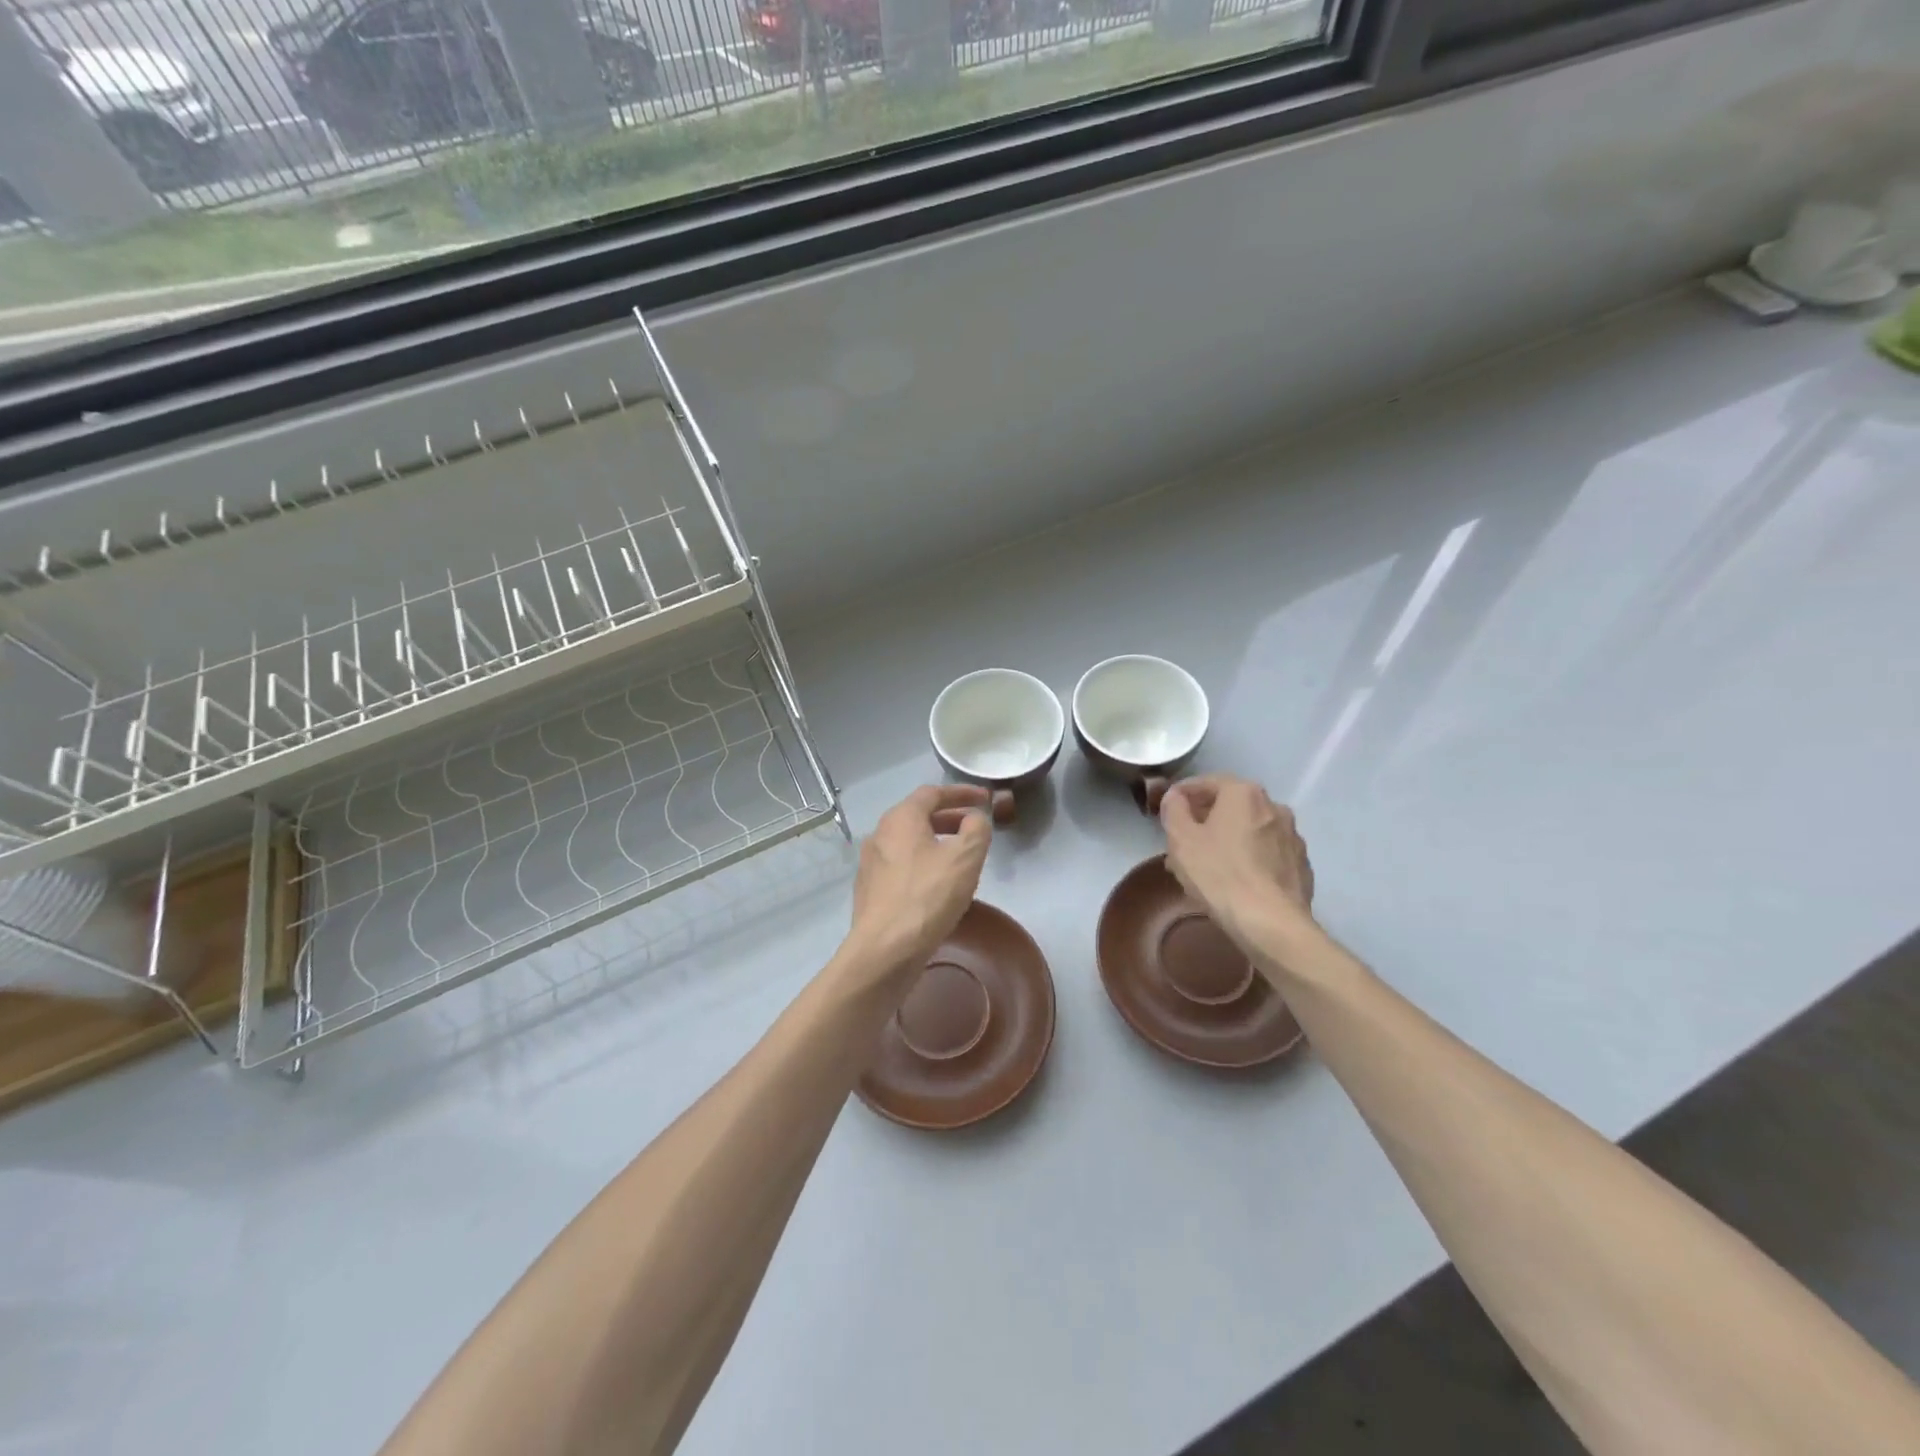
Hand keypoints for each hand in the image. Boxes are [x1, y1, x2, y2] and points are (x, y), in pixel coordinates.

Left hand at [845, 785, 992, 985]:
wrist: (885, 950)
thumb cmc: (927, 896)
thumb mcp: (965, 858)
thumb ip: (977, 829)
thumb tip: (975, 818)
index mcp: (901, 818)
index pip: (933, 792)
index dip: (962, 793)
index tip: (985, 799)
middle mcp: (880, 834)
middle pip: (918, 816)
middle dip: (950, 818)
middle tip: (975, 829)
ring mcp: (870, 863)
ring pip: (909, 843)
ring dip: (936, 843)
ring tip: (960, 858)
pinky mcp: (870, 890)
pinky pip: (901, 866)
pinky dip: (923, 864)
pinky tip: (937, 885)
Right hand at [1161, 775, 1314, 942]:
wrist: (1271, 923)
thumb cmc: (1219, 874)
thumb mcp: (1181, 840)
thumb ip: (1174, 809)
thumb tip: (1175, 796)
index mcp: (1244, 794)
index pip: (1207, 782)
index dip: (1183, 794)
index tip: (1168, 808)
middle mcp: (1274, 806)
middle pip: (1231, 806)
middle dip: (1206, 819)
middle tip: (1184, 840)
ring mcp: (1292, 837)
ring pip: (1250, 831)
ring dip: (1228, 840)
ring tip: (1207, 865)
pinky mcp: (1301, 865)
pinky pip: (1267, 854)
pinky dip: (1250, 859)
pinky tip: (1235, 881)